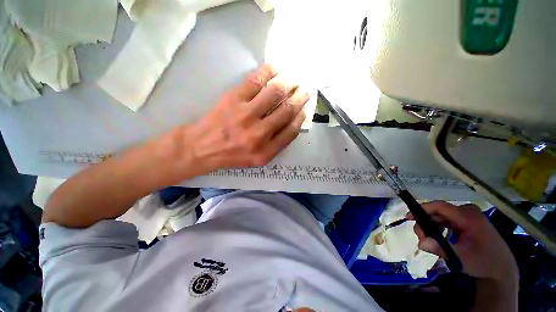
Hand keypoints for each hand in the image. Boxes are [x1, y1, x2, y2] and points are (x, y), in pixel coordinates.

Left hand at [168, 64, 308, 175]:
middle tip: (304, 90)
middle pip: (286, 110)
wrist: (202, 147)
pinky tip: (276, 69)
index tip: (304, 109)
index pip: (291, 131)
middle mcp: (259, 134)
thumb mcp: (258, 159)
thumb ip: (276, 145)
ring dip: (289, 83)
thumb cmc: (232, 155)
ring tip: (294, 79)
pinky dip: (269, 71)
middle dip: (300, 97)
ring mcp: (246, 115)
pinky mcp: (233, 99)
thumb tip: (292, 122)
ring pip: (275, 92)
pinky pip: (255, 80)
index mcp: (266, 152)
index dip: (301, 117)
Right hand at [408, 202, 517, 282]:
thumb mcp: (462, 258)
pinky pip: (447, 221)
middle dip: (426, 223)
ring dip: (431, 226)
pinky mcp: (467, 222)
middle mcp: (467, 212)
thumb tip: (421, 243)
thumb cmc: (483, 262)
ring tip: (429, 240)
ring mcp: (468, 216)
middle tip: (421, 237)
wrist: (502, 268)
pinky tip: (438, 238)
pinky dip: (439, 228)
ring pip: (441, 216)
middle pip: (438, 212)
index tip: (409, 217)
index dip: (422, 209)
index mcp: (468, 217)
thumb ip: (441, 249)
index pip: (440, 206)